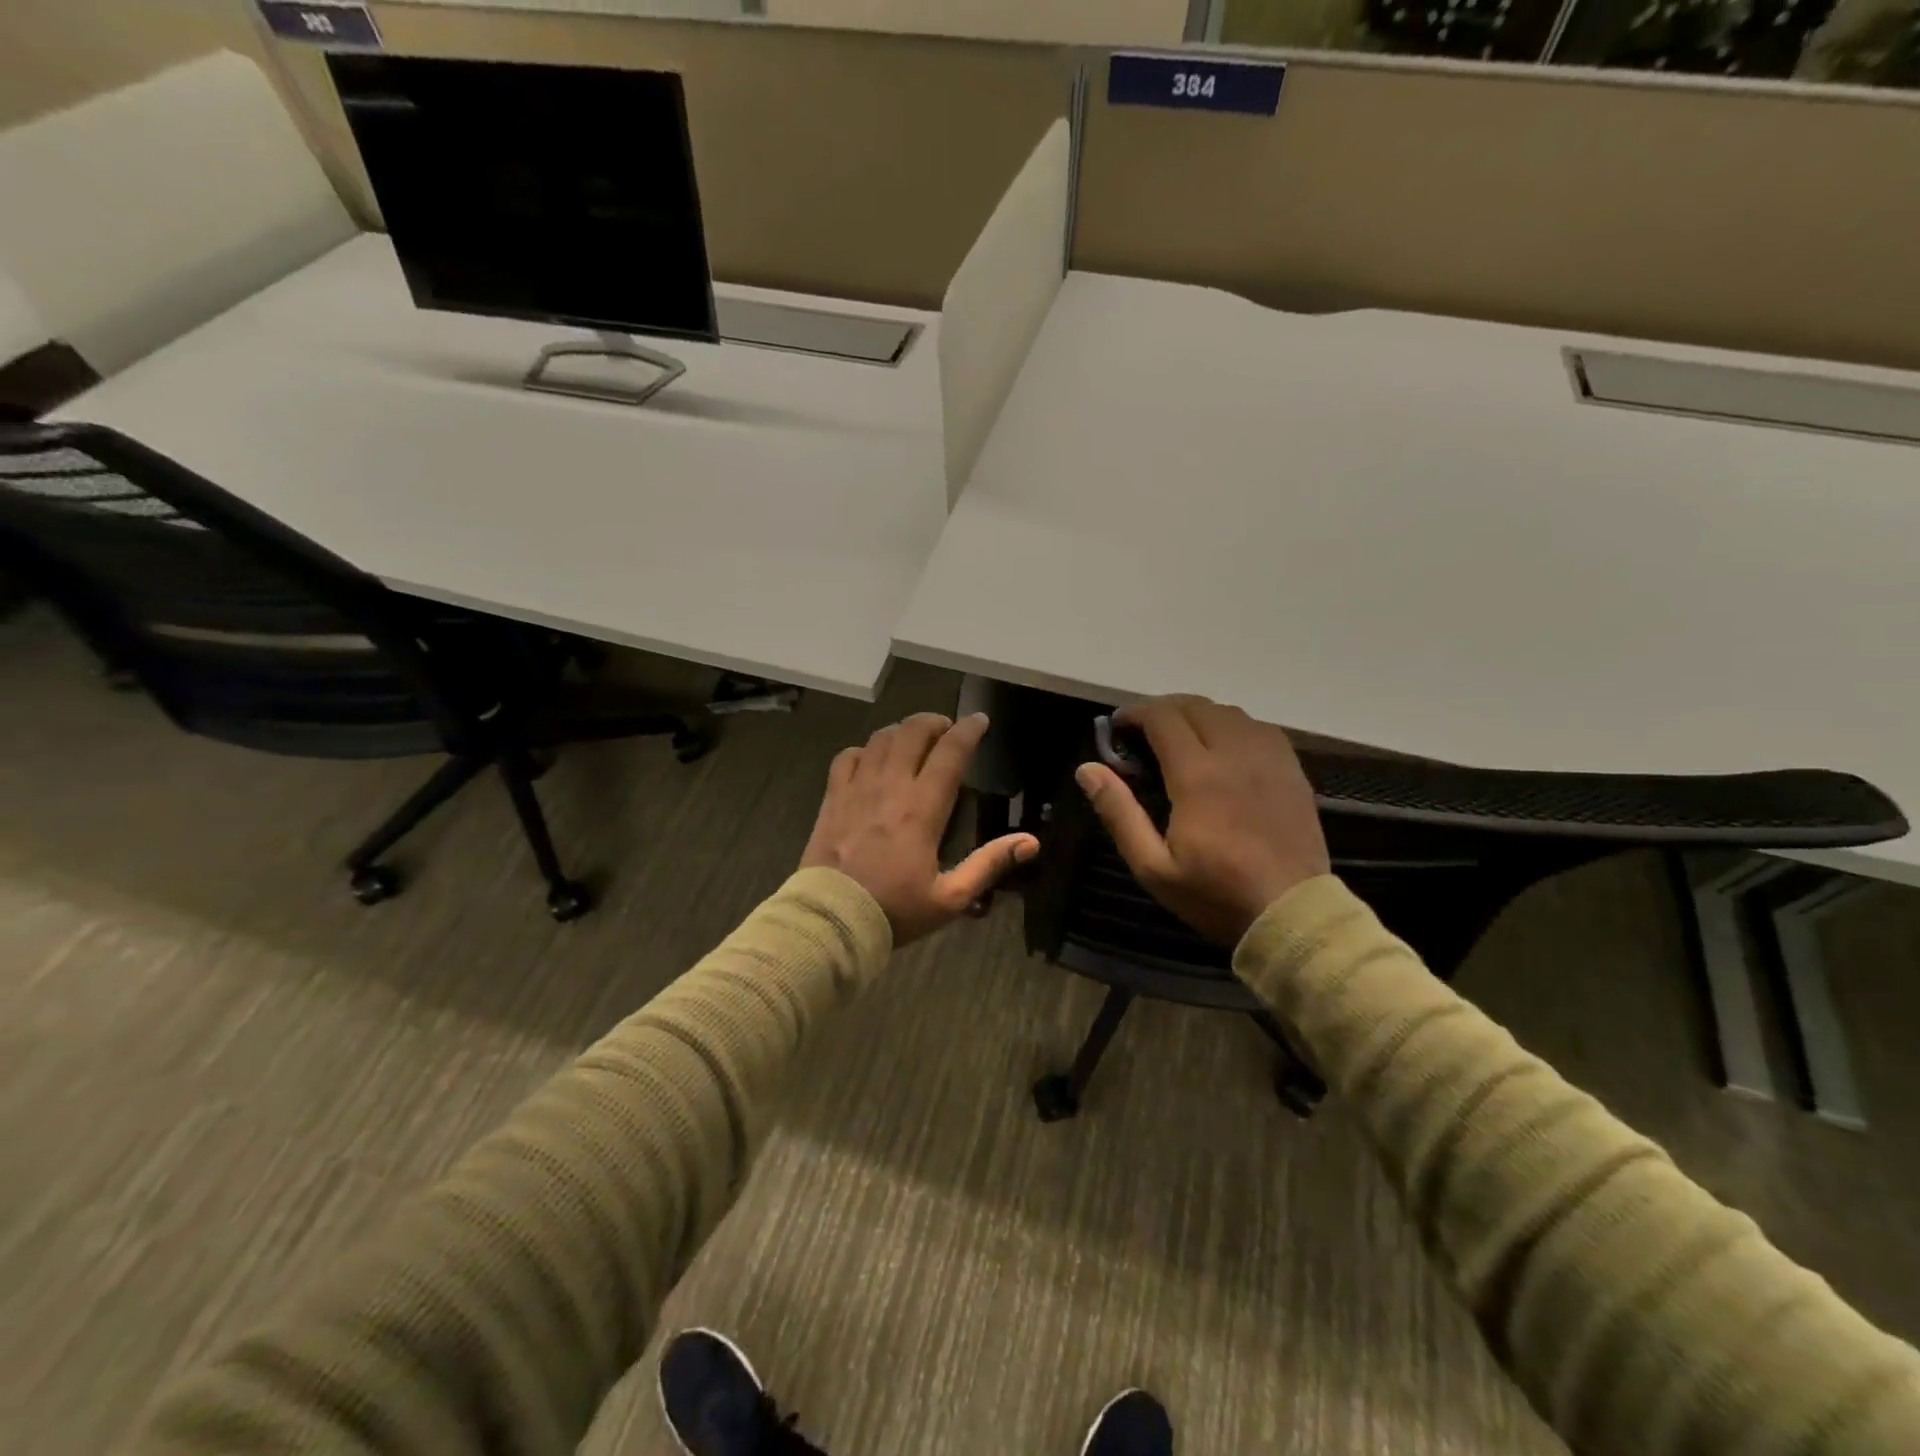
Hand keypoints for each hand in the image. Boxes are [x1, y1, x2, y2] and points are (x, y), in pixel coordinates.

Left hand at [801, 712, 1038, 944]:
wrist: (830, 921)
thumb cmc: (894, 910)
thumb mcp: (950, 898)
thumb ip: (989, 865)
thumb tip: (1031, 842)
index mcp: (921, 809)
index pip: (949, 753)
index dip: (967, 731)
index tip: (980, 720)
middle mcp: (890, 788)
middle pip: (912, 733)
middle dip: (933, 722)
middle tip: (946, 730)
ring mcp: (856, 789)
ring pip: (881, 739)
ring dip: (902, 731)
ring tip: (914, 738)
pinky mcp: (832, 798)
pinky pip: (847, 757)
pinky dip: (865, 750)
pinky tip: (873, 759)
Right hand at [1075, 695, 1329, 945]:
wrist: (1292, 915)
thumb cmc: (1215, 894)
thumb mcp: (1152, 866)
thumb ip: (1119, 813)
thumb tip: (1087, 768)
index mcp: (1197, 775)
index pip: (1163, 718)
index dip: (1135, 713)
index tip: (1118, 726)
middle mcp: (1235, 754)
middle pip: (1196, 706)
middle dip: (1164, 709)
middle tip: (1144, 731)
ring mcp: (1269, 759)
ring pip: (1229, 713)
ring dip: (1198, 715)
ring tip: (1182, 737)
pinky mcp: (1292, 771)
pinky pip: (1259, 729)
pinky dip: (1233, 727)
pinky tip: (1225, 749)